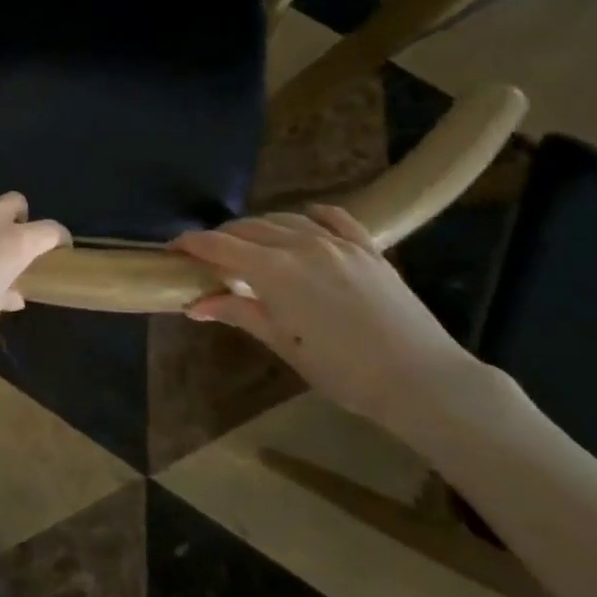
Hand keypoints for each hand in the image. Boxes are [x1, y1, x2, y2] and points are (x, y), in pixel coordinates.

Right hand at [170, 205, 482, 428]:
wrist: (422, 380)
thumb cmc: (343, 371)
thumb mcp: (283, 344)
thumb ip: (238, 313)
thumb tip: (195, 304)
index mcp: (274, 270)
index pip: (218, 245)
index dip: (190, 244)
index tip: (173, 250)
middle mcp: (301, 244)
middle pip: (248, 228)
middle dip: (222, 238)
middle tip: (209, 258)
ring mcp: (338, 243)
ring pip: (285, 219)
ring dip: (260, 229)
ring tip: (251, 246)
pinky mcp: (368, 249)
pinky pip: (334, 218)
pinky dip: (311, 216)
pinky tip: (305, 220)